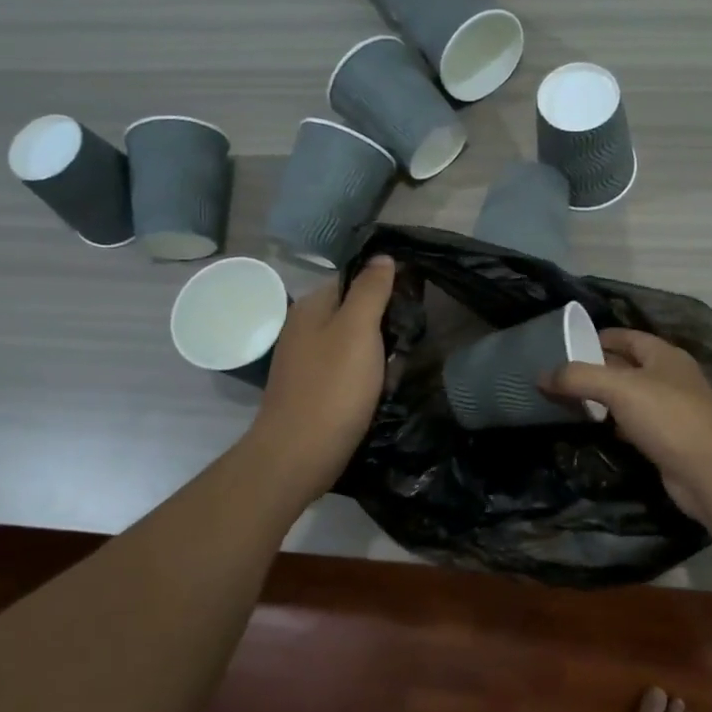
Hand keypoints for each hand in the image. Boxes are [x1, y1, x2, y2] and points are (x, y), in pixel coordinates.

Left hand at [247, 255, 396, 501]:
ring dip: (380, 357)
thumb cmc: (332, 387)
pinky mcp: (316, 390)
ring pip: (358, 346)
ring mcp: (308, 362)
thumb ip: (371, 290)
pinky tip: (378, 395)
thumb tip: (382, 256)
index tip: (411, 304)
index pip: (354, 279)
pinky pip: (350, 373)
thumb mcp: (358, 329)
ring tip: (393, 374)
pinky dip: (367, 380)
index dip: (385, 287)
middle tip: (404, 345)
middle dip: (385, 327)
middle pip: (357, 313)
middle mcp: (306, 329)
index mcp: (312, 307)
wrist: (299, 455)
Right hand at [545, 329, 711, 521]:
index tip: (565, 345)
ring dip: (605, 399)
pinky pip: (636, 424)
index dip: (597, 337)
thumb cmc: (667, 417)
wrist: (709, 472)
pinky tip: (598, 431)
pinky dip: (616, 425)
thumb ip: (578, 377)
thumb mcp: (618, 389)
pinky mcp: (669, 439)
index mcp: (664, 355)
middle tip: (560, 377)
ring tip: (571, 402)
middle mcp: (671, 377)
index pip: (626, 336)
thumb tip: (542, 376)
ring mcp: (673, 410)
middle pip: (627, 366)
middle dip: (596, 370)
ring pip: (631, 397)